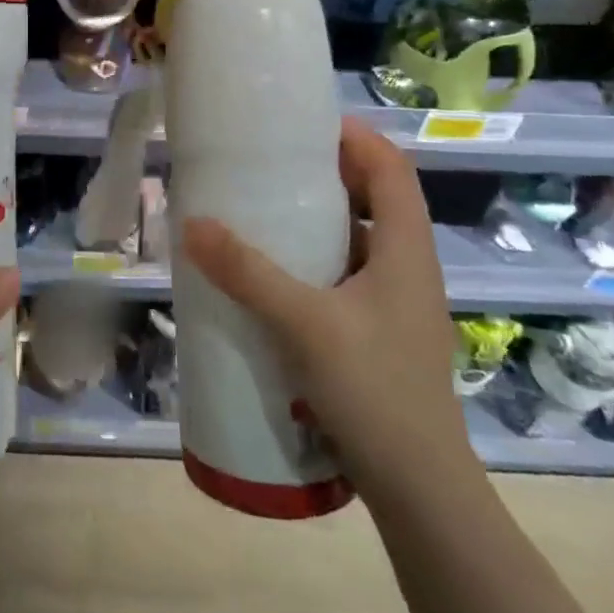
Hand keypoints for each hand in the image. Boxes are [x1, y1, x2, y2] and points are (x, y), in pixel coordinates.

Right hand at [182, 117, 474, 505]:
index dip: (354, 137)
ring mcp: (396, 302)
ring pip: (360, 238)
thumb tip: (193, 223)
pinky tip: (275, 273)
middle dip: (328, 171)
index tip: (304, 122)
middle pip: (375, 197)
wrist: (420, 490)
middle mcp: (407, 266)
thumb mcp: (304, 324)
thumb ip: (247, 273)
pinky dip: (316, 258)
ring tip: (266, 208)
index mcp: (405, 249)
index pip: (390, 168)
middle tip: (272, 161)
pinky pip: (347, 274)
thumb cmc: (375, 391)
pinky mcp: (380, 331)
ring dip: (320, 217)